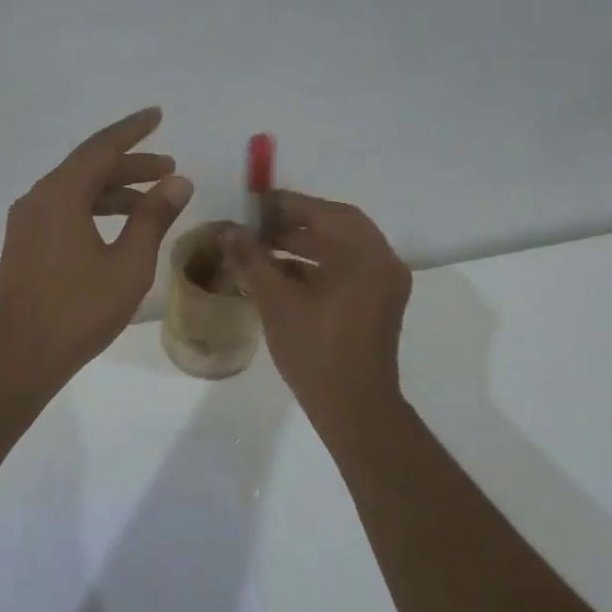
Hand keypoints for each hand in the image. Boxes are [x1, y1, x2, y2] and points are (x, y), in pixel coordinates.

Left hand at [0, 107, 192, 392]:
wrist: (18, 354)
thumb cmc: (78, 309)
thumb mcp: (127, 264)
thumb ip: (153, 218)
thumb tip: (178, 182)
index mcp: (61, 194)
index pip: (101, 148)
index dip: (133, 131)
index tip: (157, 115)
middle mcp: (39, 198)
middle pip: (88, 168)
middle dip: (131, 165)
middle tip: (169, 167)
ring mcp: (27, 222)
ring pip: (76, 191)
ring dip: (115, 191)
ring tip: (152, 200)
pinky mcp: (25, 244)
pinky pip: (64, 210)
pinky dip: (94, 209)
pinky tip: (118, 228)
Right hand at [224, 191, 411, 428]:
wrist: (353, 407)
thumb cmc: (314, 350)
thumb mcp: (276, 301)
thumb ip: (251, 259)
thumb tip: (227, 229)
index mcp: (365, 255)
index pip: (323, 211)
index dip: (284, 204)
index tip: (251, 205)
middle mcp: (382, 261)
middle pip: (335, 226)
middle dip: (292, 223)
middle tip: (254, 226)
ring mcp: (384, 283)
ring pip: (340, 248)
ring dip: (302, 245)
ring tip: (260, 250)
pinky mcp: (378, 302)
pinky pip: (346, 269)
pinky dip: (316, 266)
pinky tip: (280, 274)